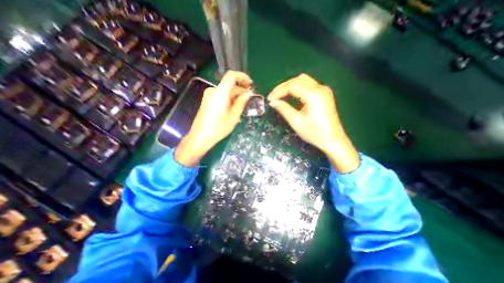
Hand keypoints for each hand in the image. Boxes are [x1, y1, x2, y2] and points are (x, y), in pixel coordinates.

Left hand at [176, 71, 253, 166]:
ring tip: (241, 110)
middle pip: (229, 86)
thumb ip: (241, 103)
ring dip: (235, 98)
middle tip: (248, 101)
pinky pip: (220, 97)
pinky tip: (232, 111)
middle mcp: (213, 91)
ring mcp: (209, 96)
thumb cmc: (218, 128)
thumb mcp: (234, 116)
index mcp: (220, 92)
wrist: (200, 137)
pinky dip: (228, 101)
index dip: (242, 77)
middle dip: (240, 92)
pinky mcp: (207, 101)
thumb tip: (248, 93)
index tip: (250, 84)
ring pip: (225, 92)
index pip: (231, 76)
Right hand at [267, 73, 357, 173]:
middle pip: (297, 80)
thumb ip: (283, 109)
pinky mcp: (324, 94)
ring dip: (290, 86)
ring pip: (303, 80)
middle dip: (283, 87)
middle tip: (273, 97)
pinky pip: (309, 85)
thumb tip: (272, 102)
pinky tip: (292, 96)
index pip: (292, 86)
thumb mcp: (296, 122)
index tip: (270, 99)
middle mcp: (320, 88)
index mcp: (313, 95)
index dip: (278, 92)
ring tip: (280, 96)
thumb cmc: (314, 133)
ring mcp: (324, 90)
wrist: (333, 140)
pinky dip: (298, 88)